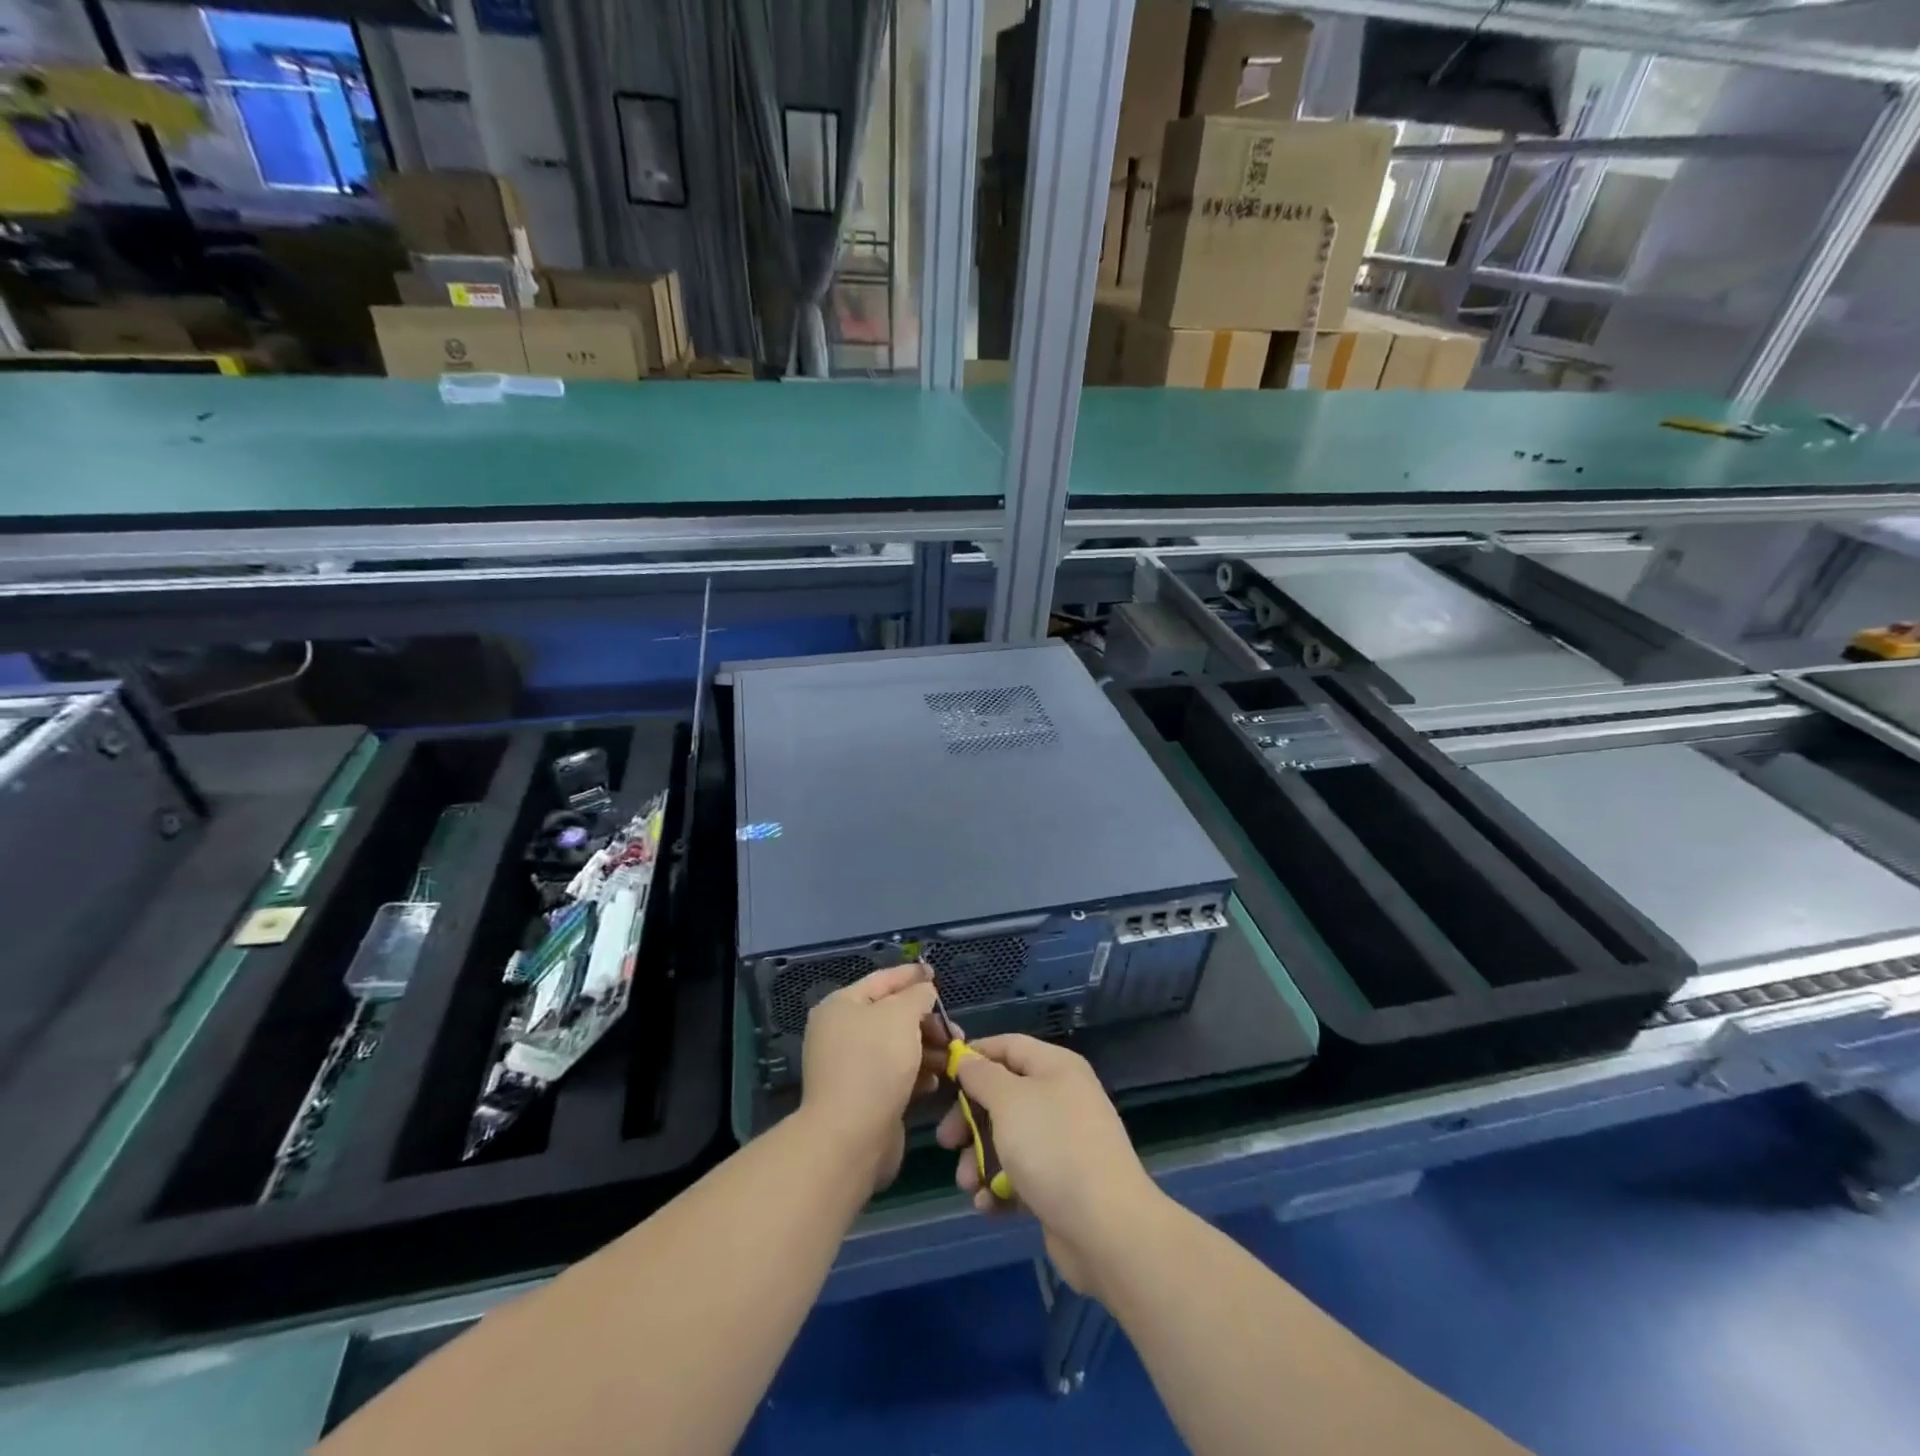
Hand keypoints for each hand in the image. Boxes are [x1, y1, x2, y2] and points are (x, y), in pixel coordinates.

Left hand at [799, 963, 945, 1191]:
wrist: (851, 1136)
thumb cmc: (875, 1062)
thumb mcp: (901, 1015)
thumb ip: (917, 995)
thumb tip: (924, 991)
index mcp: (841, 1006)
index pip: (882, 980)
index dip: (911, 975)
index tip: (936, 974)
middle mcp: (841, 1032)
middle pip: (891, 1015)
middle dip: (926, 1020)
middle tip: (954, 1030)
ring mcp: (851, 1066)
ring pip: (897, 1047)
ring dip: (927, 1048)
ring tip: (953, 1057)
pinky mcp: (864, 1096)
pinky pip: (895, 1075)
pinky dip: (917, 1074)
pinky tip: (935, 1080)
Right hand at [935, 1035, 1165, 1296]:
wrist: (1107, 1228)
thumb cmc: (1053, 1148)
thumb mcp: (1009, 1100)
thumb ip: (982, 1075)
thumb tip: (968, 1059)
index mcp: (1055, 1067)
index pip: (1008, 1046)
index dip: (974, 1055)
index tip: (943, 1075)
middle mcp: (1061, 1098)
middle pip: (1003, 1095)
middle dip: (970, 1119)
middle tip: (946, 1141)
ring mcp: (1062, 1142)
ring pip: (1007, 1139)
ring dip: (979, 1159)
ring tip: (967, 1183)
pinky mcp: (1061, 1184)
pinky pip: (1021, 1175)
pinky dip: (1000, 1187)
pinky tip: (988, 1205)